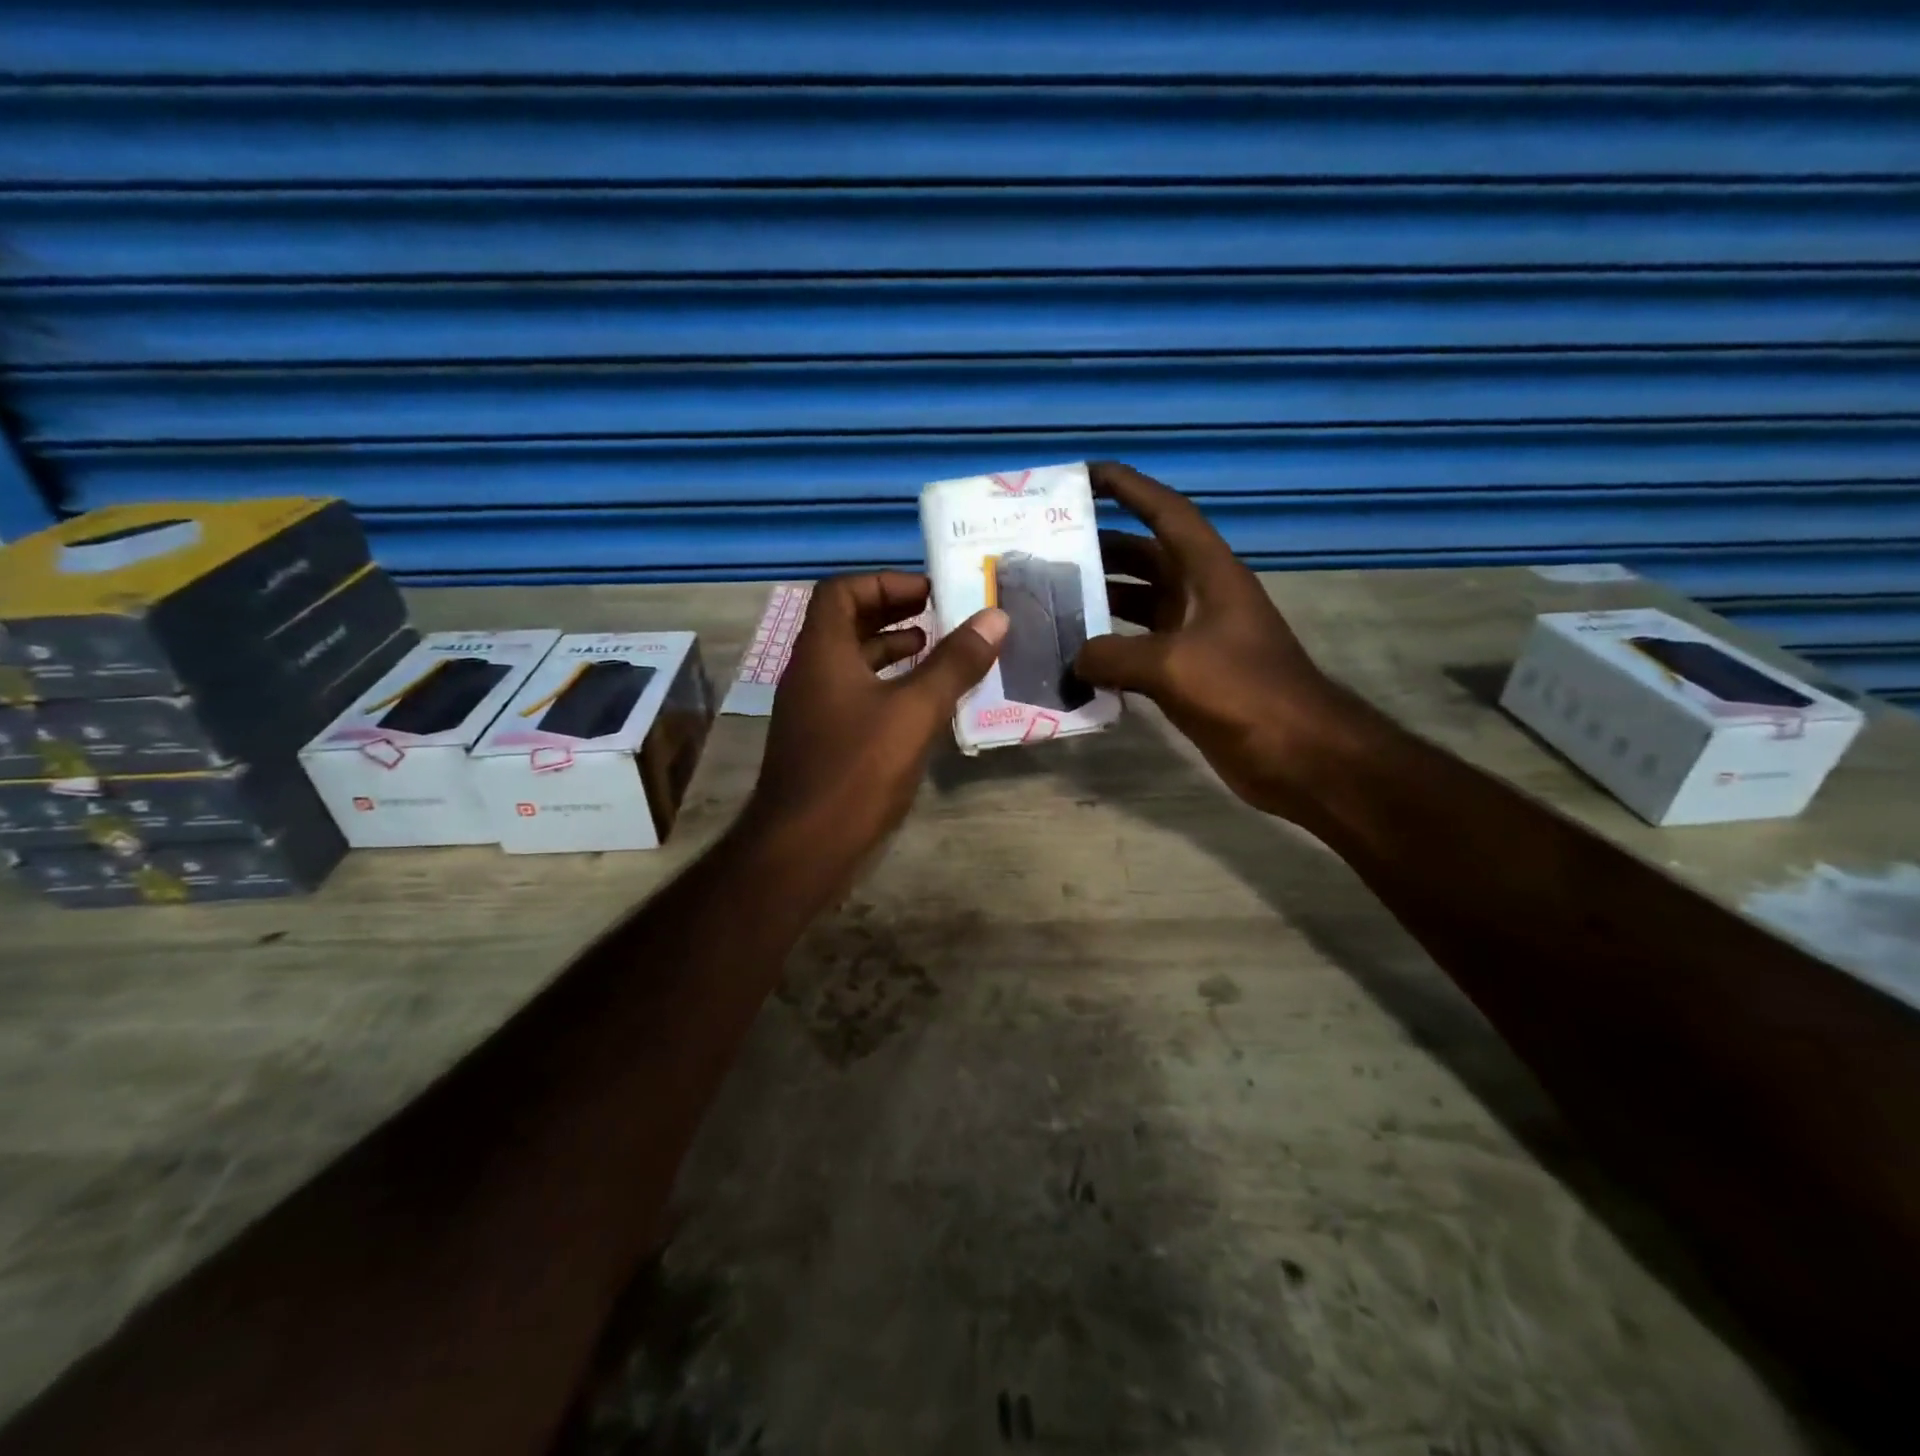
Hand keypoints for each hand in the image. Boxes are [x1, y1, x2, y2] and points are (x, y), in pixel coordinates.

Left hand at [744, 571, 1006, 860]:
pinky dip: (888, 688)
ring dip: (892, 651)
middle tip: (940, 616)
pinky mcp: (823, 743)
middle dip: (893, 613)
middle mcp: (810, 673)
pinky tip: (922, 705)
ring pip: (852, 663)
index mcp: (822, 652)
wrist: (803, 849)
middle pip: (847, 623)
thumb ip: (955, 663)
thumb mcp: (915, 711)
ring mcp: (813, 711)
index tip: (928, 592)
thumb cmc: (856, 770)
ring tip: (938, 653)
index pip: (841, 591)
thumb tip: (995, 617)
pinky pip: (856, 696)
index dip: (885, 582)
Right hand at [1073, 462, 1344, 817]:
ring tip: (1051, 603)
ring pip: (1140, 605)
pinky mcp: (1189, 675)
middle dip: (1101, 550)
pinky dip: (1110, 651)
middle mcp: (1202, 596)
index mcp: (1210, 574)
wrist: (1298, 755)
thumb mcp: (1174, 666)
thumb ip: (1113, 656)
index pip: (1167, 513)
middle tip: (1048, 551)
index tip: (1086, 475)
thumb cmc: (1245, 693)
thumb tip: (1073, 659)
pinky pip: (1139, 650)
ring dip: (1101, 602)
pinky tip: (1075, 660)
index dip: (1129, 488)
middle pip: (1146, 558)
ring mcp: (1196, 637)